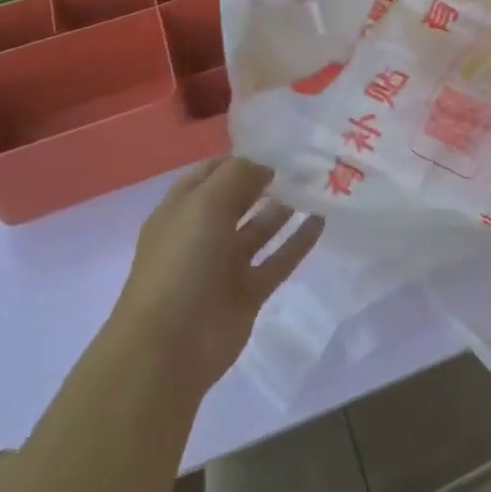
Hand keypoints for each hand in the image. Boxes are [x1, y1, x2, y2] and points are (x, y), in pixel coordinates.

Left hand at [113, 157, 323, 399]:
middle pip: (237, 200)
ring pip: (259, 230)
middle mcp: (202, 235)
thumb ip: (237, 175)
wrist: (170, 347)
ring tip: (316, 186)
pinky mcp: (247, 293)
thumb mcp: (205, 204)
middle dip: (266, 181)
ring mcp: (225, 266)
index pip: (211, 173)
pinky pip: (277, 260)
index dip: (239, 158)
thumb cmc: (181, 263)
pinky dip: (297, 242)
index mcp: (181, 211)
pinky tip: (321, 221)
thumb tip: (264, 165)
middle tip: (305, 162)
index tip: (276, 144)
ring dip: (283, 209)